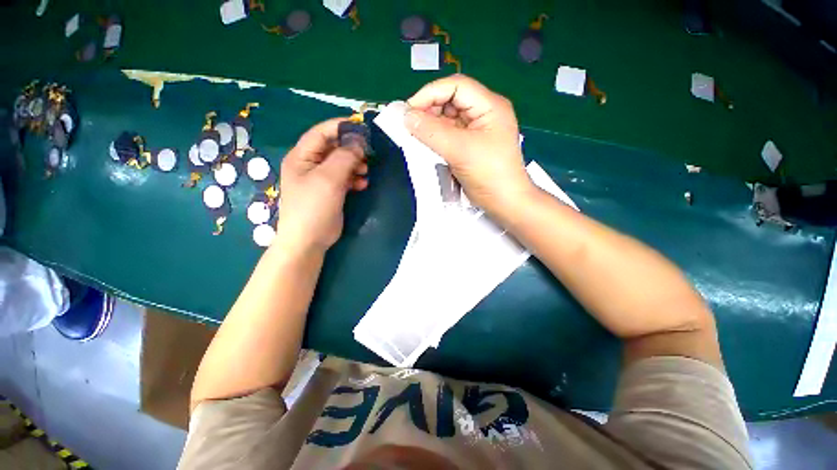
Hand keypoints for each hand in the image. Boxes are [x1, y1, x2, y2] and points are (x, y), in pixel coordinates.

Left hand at [276, 118, 367, 251]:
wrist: (309, 241)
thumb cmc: (314, 207)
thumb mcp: (329, 179)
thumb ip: (344, 157)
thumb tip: (359, 142)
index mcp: (302, 156)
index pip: (321, 133)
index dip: (341, 127)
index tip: (362, 128)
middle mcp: (309, 164)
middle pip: (333, 148)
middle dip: (351, 149)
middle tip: (368, 155)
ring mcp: (320, 179)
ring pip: (341, 163)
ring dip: (355, 165)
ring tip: (365, 172)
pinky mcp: (330, 191)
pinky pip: (344, 178)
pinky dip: (354, 178)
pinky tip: (362, 184)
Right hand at [405, 74, 533, 213]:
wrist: (504, 202)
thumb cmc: (489, 174)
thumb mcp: (460, 150)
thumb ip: (432, 132)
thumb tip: (407, 117)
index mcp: (489, 106)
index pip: (456, 86)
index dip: (431, 93)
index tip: (409, 110)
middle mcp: (483, 114)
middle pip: (451, 101)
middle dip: (429, 110)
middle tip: (410, 125)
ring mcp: (477, 131)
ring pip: (448, 119)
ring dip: (431, 126)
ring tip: (415, 136)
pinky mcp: (470, 146)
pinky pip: (449, 135)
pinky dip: (436, 138)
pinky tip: (425, 144)